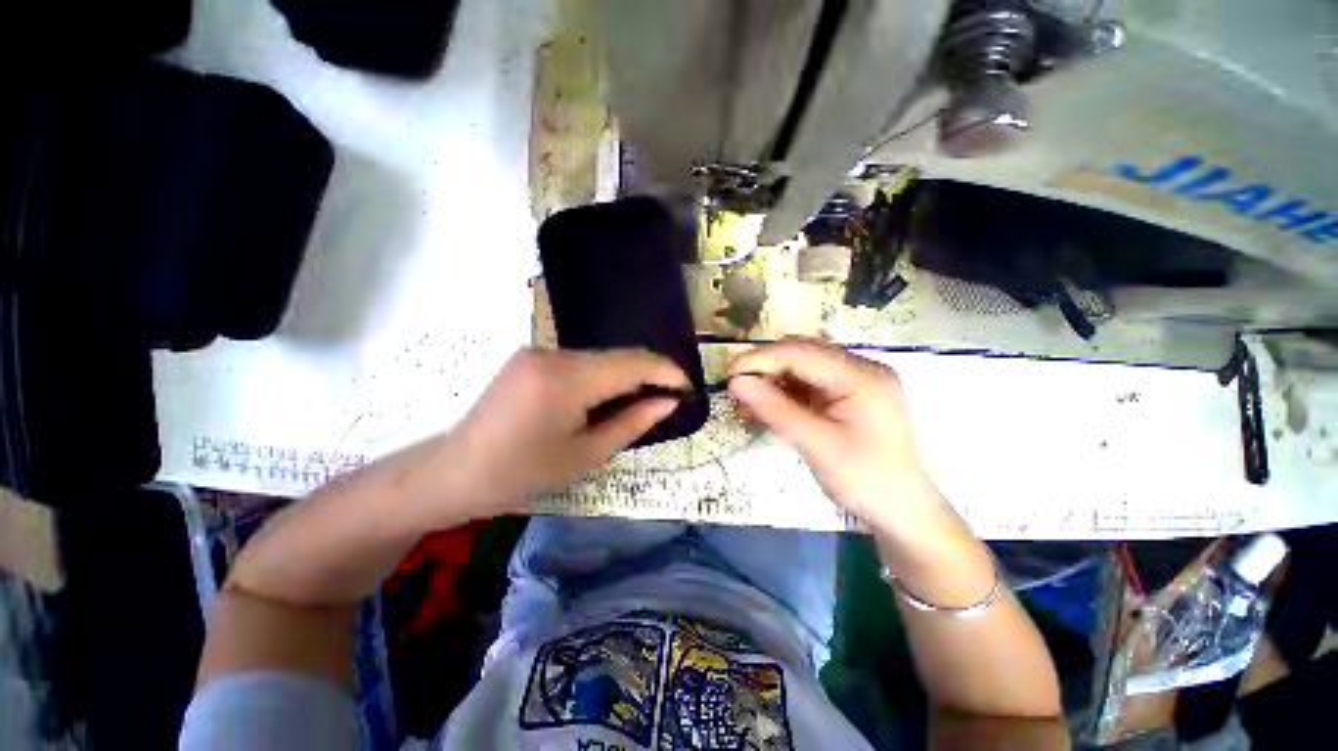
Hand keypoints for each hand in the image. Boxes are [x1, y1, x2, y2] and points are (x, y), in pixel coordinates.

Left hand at [420, 347, 687, 522]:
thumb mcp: (586, 455)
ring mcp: (539, 351)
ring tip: (640, 402)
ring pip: (601, 358)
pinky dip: (602, 376)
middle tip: (669, 398)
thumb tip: (669, 401)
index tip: (688, 387)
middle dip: (649, 373)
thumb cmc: (521, 474)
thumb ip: (633, 422)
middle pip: (617, 356)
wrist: (454, 472)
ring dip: (625, 376)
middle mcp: (553, 353)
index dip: (666, 371)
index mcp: (565, 380)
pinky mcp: (531, 356)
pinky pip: (581, 362)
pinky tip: (606, 398)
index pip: (632, 362)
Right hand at [727, 339, 942, 537]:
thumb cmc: (865, 480)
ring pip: (803, 367)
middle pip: (803, 354)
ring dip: (773, 380)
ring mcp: (856, 382)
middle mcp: (861, 370)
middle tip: (736, 387)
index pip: (802, 353)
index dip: (761, 358)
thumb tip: (735, 382)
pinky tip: (768, 406)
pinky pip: (810, 384)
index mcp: (862, 376)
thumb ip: (774, 409)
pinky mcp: (849, 397)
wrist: (904, 514)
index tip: (729, 373)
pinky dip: (785, 392)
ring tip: (747, 400)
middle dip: (766, 367)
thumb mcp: (815, 444)